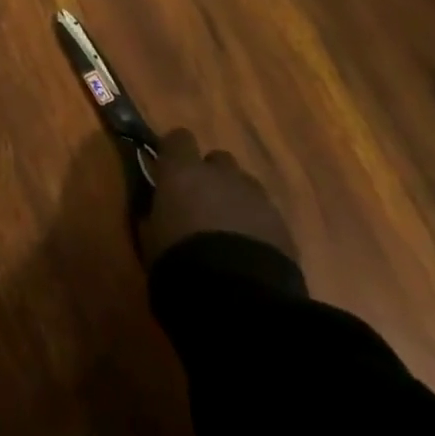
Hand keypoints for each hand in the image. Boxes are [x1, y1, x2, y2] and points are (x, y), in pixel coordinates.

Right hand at [139, 129, 296, 266]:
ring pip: (245, 186)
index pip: (178, 138)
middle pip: (218, 160)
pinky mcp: (282, 225)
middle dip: (211, 176)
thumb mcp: (151, 237)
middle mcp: (221, 174)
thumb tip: (158, 210)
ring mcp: (256, 197)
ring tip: (230, 231)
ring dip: (236, 200)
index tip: (169, 170)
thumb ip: (156, 214)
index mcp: (183, 171)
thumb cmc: (181, 261)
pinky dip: (257, 225)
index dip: (175, 152)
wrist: (238, 297)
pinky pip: (266, 214)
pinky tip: (251, 252)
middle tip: (202, 205)